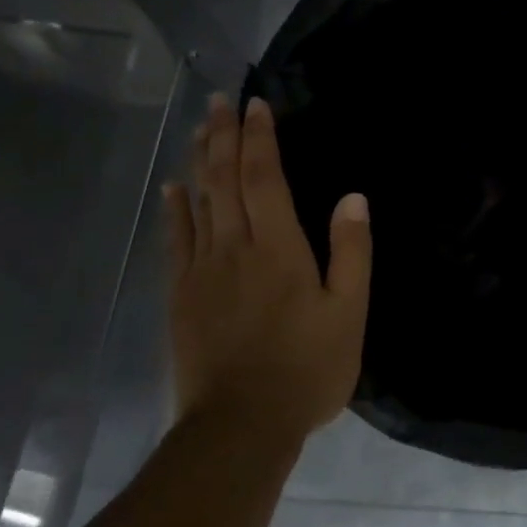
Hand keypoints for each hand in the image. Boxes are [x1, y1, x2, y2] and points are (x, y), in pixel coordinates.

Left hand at [163, 93, 371, 443]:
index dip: (261, 139)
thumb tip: (353, 198)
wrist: (241, 425)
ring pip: (198, 203)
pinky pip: (176, 241)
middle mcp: (235, 248)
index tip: (257, 105)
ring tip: (199, 129)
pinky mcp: (181, 296)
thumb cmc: (307, 369)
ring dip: (199, 162)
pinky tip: (174, 190)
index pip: (265, 178)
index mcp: (278, 248)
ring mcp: (202, 271)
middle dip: (223, 136)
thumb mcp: (349, 313)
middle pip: (224, 180)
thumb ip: (351, 252)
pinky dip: (175, 210)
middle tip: (220, 101)